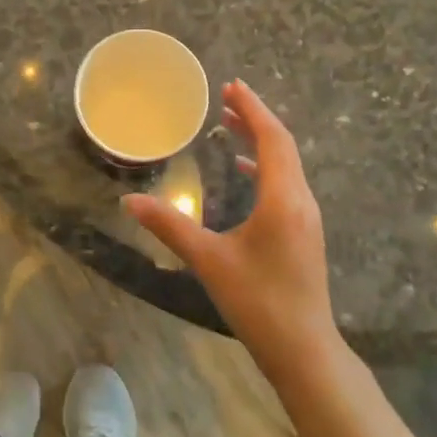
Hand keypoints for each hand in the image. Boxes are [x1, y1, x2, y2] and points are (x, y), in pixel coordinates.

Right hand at [123, 80, 340, 380]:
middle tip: (226, 97)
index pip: (272, 138)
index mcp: (283, 198)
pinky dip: (265, 165)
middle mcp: (301, 200)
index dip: (253, 109)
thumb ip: (170, 226)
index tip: (231, 86)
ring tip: (230, 125)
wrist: (304, 351)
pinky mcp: (304, 232)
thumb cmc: (258, 302)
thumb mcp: (209, 261)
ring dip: (261, 140)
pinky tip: (244, 171)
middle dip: (255, 118)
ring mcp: (306, 217)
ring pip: (287, 164)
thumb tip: (129, 201)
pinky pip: (286, 182)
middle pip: (282, 145)